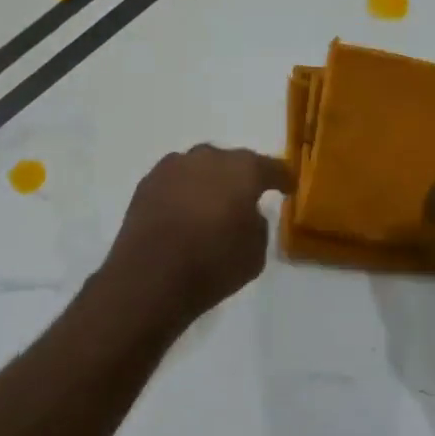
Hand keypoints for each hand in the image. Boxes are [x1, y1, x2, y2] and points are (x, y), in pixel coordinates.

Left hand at [103, 145, 293, 324]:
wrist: (150, 277)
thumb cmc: (212, 265)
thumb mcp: (255, 253)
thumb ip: (257, 225)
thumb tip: (247, 213)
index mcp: (242, 170)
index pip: (271, 167)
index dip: (282, 178)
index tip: (287, 187)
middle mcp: (207, 158)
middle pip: (231, 162)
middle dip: (240, 177)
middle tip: (244, 197)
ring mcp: (173, 167)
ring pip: (199, 168)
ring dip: (208, 182)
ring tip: (210, 205)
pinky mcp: (147, 182)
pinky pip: (175, 181)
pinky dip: (182, 192)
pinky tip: (183, 212)